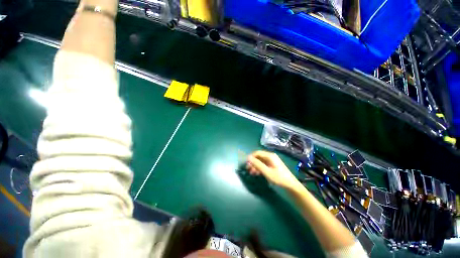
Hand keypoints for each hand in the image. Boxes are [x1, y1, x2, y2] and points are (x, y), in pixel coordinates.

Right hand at [246, 150, 300, 189]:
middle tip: (248, 169)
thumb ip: (257, 164)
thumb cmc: (279, 178)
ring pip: (260, 161)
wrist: (291, 185)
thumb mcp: (266, 171)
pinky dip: (259, 168)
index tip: (246, 164)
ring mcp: (272, 161)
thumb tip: (248, 158)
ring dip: (255, 166)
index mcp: (270, 156)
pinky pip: (263, 165)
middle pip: (258, 157)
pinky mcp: (272, 166)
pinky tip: (257, 173)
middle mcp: (270, 157)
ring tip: (251, 173)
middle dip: (253, 163)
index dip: (251, 157)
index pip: (257, 153)